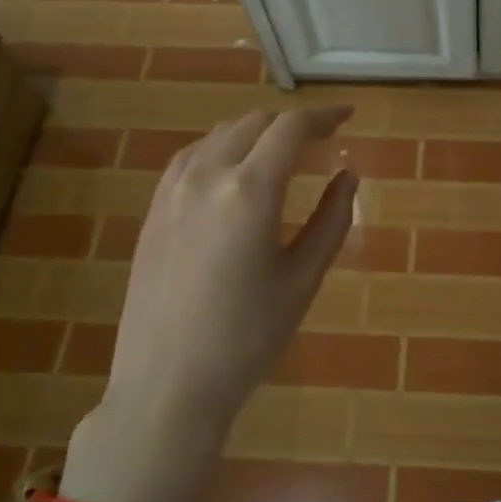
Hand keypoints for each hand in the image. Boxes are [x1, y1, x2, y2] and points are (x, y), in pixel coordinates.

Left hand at [62, 106, 357, 501]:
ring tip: (282, 152)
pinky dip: (223, 149)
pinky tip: (234, 171)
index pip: (290, 129)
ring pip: (220, 135)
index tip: (347, 117)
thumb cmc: (247, 337)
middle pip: (254, 123)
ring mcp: (171, 190)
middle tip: (322, 139)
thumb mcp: (303, 279)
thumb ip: (331, 220)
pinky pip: (192, 157)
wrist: (167, 385)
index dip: (323, 116)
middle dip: (291, 123)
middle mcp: (206, 175)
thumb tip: (347, 176)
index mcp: (249, 190)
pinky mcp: (153, 210)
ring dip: (256, 132)